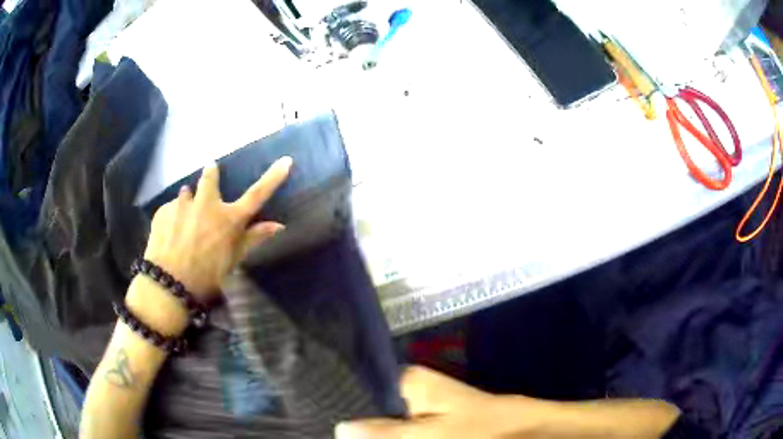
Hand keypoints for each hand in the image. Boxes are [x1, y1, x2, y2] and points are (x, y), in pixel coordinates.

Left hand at [143, 157, 291, 301]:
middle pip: (210, 178)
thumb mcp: (233, 261)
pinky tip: (170, 234)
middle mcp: (206, 204)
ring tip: (184, 219)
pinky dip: (173, 216)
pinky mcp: (163, 211)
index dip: (273, 177)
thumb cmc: (207, 277)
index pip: (257, 194)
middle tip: (210, 172)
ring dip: (189, 201)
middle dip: (211, 173)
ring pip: (187, 193)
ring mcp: (182, 205)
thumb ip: (254, 239)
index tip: (285, 161)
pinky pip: (170, 208)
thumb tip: (279, 225)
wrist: (169, 285)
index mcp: (228, 219)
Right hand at [335, 366, 551, 438]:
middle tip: (339, 435)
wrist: (523, 431)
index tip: (327, 417)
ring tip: (353, 437)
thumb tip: (339, 428)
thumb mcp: (429, 436)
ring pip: (386, 420)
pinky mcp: (433, 418)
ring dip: (375, 433)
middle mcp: (411, 389)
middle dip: (360, 426)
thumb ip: (384, 432)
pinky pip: (403, 428)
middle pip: (372, 407)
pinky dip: (392, 435)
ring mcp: (423, 404)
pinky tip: (379, 438)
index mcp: (408, 381)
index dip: (345, 407)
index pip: (362, 389)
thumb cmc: (480, 430)